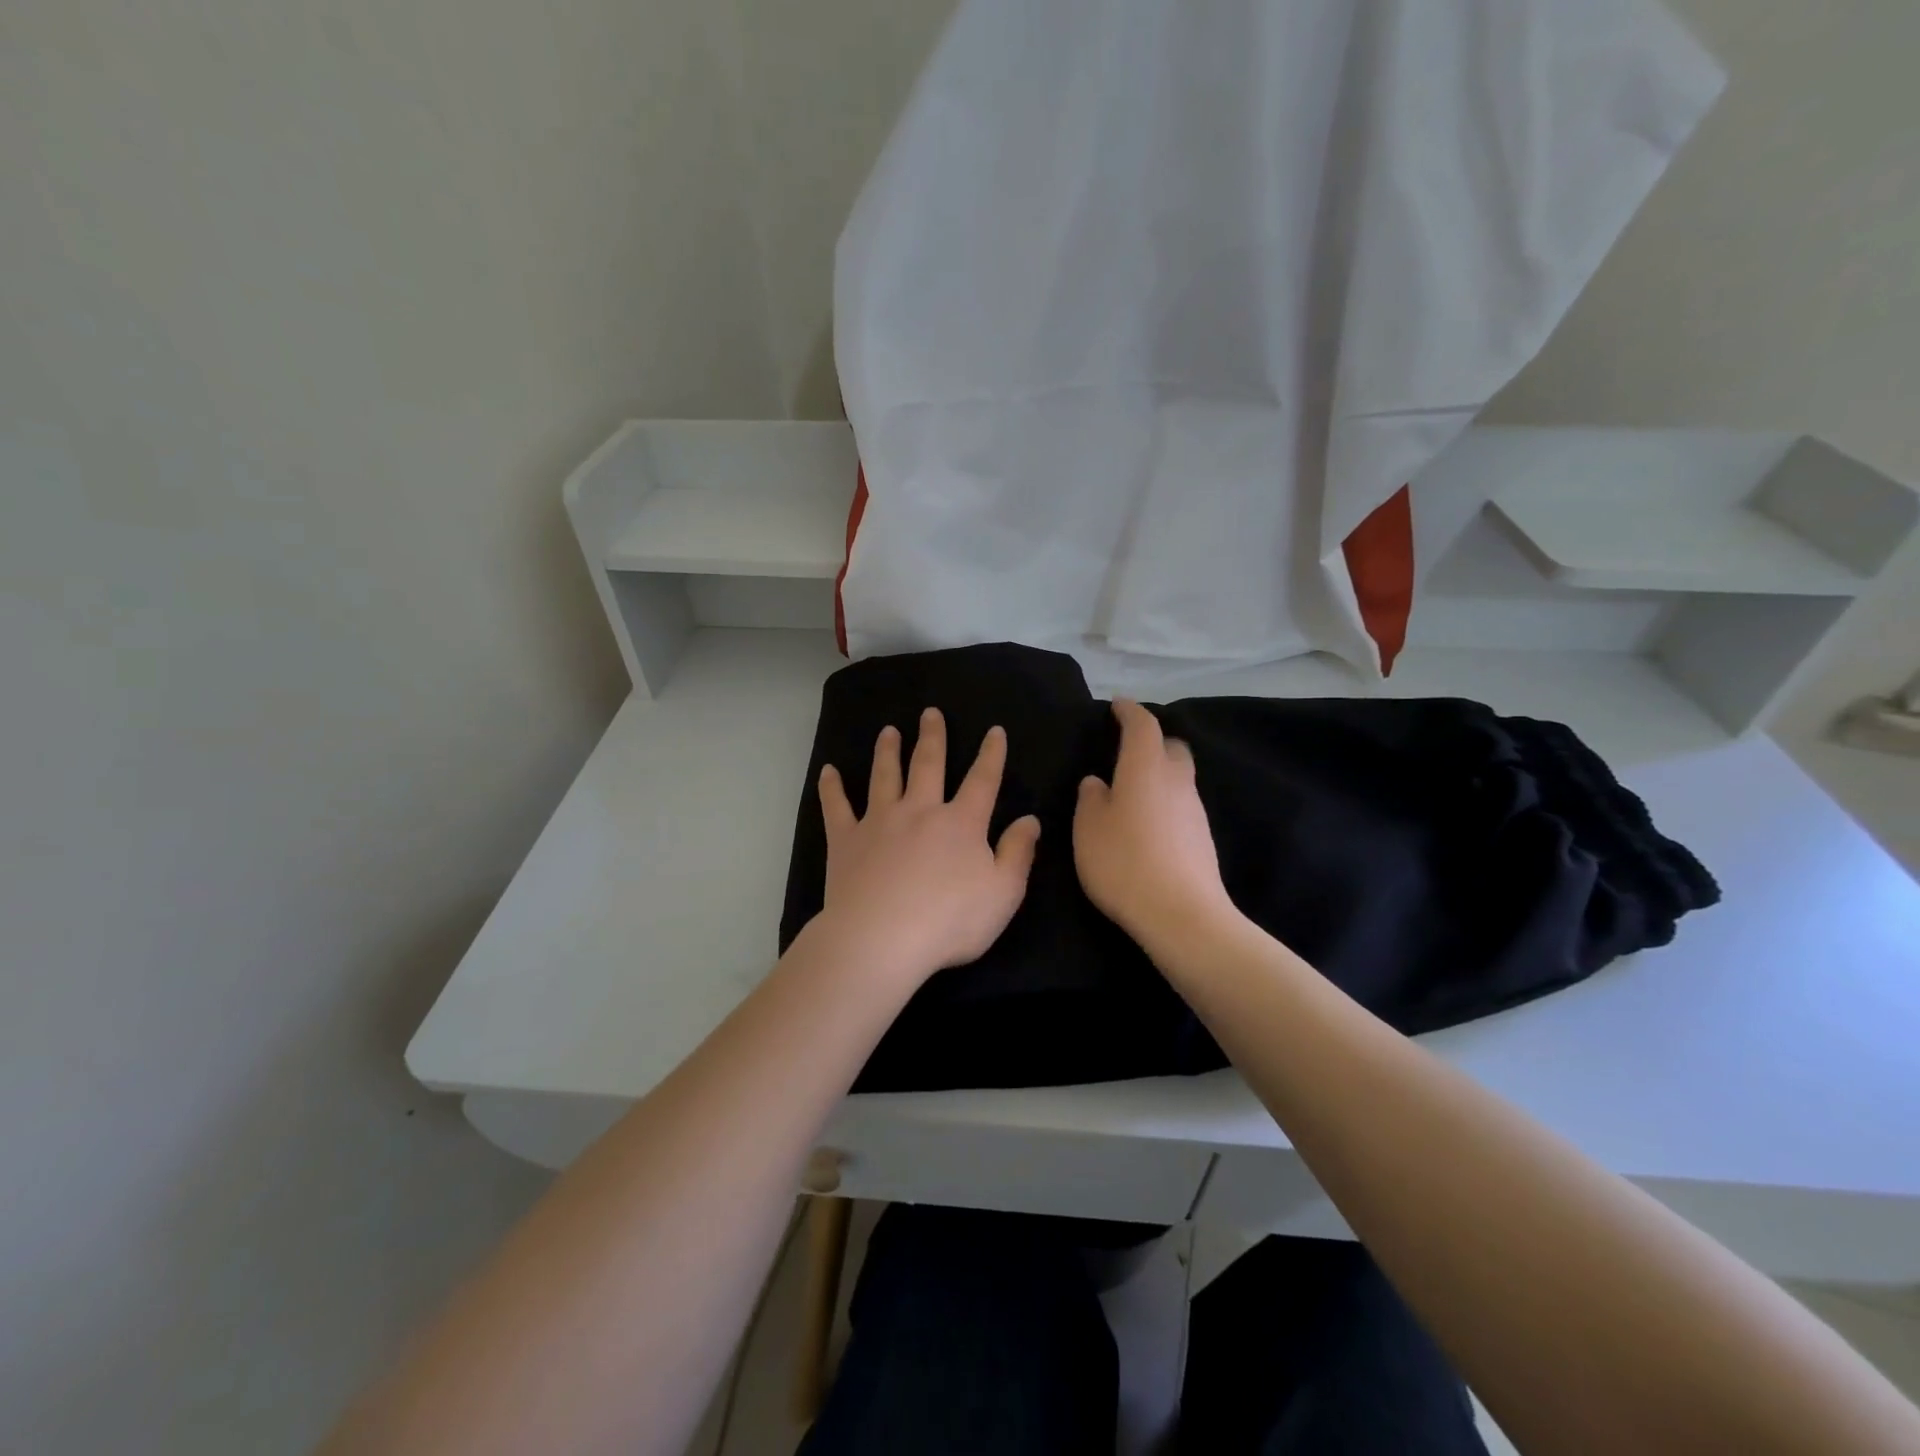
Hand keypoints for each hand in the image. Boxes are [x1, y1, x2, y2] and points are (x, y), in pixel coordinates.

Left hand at [815, 708, 1041, 985]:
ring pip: (884, 776)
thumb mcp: (1003, 893)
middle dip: (932, 737)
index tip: (994, 731)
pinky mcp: (846, 840)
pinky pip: (836, 807)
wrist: (881, 938)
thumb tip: (1030, 820)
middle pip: (928, 765)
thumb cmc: (949, 920)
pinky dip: (832, 788)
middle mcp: (920, 811)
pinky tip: (828, 771)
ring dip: (887, 751)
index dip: (991, 754)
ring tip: (888, 731)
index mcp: (960, 823)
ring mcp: (879, 822)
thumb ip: (1018, 853)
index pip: (982, 780)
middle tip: (930, 713)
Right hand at [1074, 699, 1237, 954]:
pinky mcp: (1202, 837)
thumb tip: (1097, 782)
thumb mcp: (1088, 828)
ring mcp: (1194, 809)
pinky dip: (1165, 802)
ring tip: (1132, 791)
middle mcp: (1176, 780)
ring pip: (1179, 777)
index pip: (1143, 725)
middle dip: (1152, 740)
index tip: (1117, 706)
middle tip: (1127, 749)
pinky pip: (1181, 805)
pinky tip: (1147, 824)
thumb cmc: (1124, 862)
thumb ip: (1090, 798)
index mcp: (1146, 768)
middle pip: (1171, 746)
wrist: (1181, 914)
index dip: (1129, 711)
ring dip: (1159, 774)